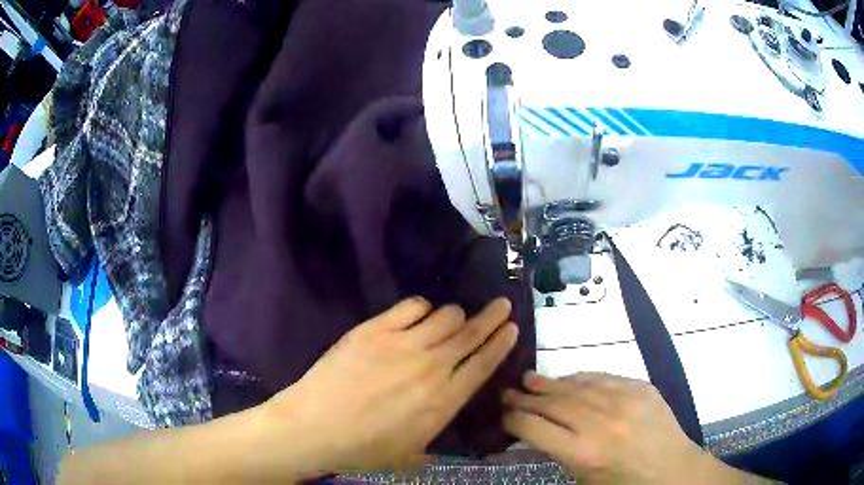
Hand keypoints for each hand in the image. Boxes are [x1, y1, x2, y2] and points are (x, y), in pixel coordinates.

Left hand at [261, 297, 518, 477]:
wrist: (316, 426)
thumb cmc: (364, 449)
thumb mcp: (411, 453)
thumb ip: (435, 436)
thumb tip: (441, 418)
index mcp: (444, 401)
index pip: (484, 364)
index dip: (501, 343)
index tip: (512, 327)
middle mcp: (432, 368)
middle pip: (471, 334)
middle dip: (492, 317)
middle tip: (502, 304)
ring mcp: (403, 344)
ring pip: (445, 316)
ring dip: (455, 315)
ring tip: (453, 318)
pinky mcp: (376, 329)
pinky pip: (412, 307)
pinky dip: (422, 307)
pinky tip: (419, 314)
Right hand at [503, 372, 761, 484]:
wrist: (673, 470)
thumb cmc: (625, 484)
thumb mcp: (585, 479)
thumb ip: (560, 453)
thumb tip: (536, 431)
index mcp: (584, 453)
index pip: (535, 428)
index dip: (513, 419)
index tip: (501, 414)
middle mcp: (601, 423)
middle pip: (552, 403)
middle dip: (524, 398)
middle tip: (506, 392)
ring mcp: (623, 400)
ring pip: (575, 386)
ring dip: (549, 383)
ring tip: (528, 379)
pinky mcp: (640, 387)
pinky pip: (603, 378)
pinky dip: (580, 378)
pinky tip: (568, 379)